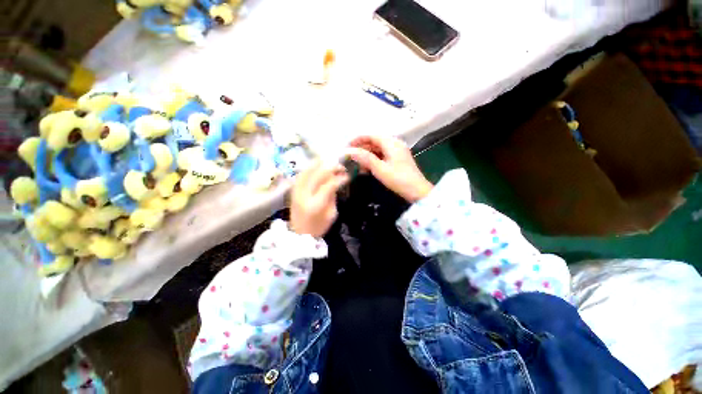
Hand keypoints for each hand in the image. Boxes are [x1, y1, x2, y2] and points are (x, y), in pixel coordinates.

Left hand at [290, 160, 348, 237]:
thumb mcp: (331, 214)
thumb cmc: (319, 227)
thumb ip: (333, 196)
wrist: (299, 235)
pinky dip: (310, 167)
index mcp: (316, 204)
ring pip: (307, 170)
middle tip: (341, 167)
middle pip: (318, 174)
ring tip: (330, 161)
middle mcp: (304, 195)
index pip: (329, 184)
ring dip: (320, 164)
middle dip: (331, 167)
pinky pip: (301, 174)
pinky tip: (317, 165)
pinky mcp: (293, 190)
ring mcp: (296, 191)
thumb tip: (336, 181)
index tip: (347, 176)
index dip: (340, 178)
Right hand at [347, 135, 432, 201]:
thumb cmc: (399, 179)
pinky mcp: (398, 160)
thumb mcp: (380, 169)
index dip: (359, 139)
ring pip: (378, 150)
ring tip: (357, 164)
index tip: (348, 145)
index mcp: (392, 143)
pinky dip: (374, 161)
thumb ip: (365, 158)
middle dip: (362, 149)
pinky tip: (367, 168)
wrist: (417, 191)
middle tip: (351, 156)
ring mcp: (397, 153)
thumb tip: (351, 151)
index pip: (372, 136)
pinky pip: (383, 156)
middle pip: (375, 142)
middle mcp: (395, 144)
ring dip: (367, 156)